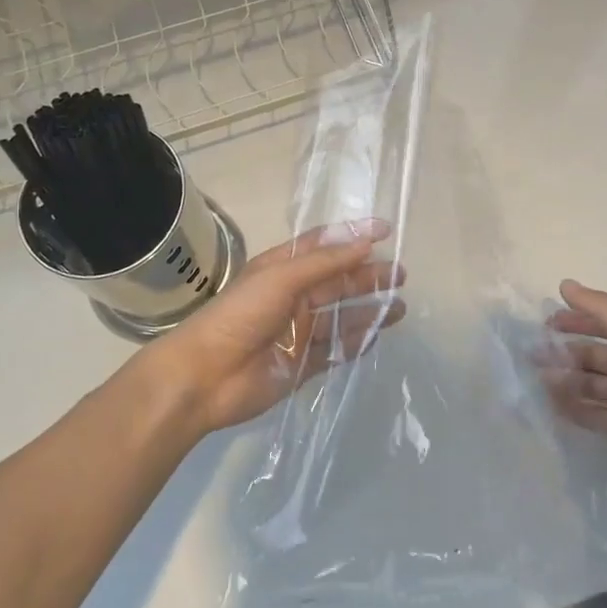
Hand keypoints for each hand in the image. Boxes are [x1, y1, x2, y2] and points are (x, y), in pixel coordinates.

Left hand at [131, 221, 406, 437]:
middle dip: (369, 276)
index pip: (323, 245)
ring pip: (341, 317)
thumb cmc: (240, 315)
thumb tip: (366, 243)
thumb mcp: (281, 278)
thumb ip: (325, 263)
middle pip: (338, 282)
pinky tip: (377, 337)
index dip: (353, 236)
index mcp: (282, 269)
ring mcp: (298, 332)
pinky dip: (355, 343)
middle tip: (401, 274)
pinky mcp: (302, 364)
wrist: (205, 377)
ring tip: (401, 307)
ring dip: (369, 310)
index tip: (386, 231)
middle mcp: (292, 296)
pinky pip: (335, 351)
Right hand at [543, 279, 606, 504]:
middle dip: (565, 351)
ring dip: (566, 379)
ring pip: (590, 382)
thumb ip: (602, 309)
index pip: (604, 321)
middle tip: (533, 354)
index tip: (546, 323)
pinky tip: (552, 405)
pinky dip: (574, 408)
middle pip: (593, 352)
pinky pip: (594, 413)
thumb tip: (564, 284)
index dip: (576, 319)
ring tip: (540, 380)